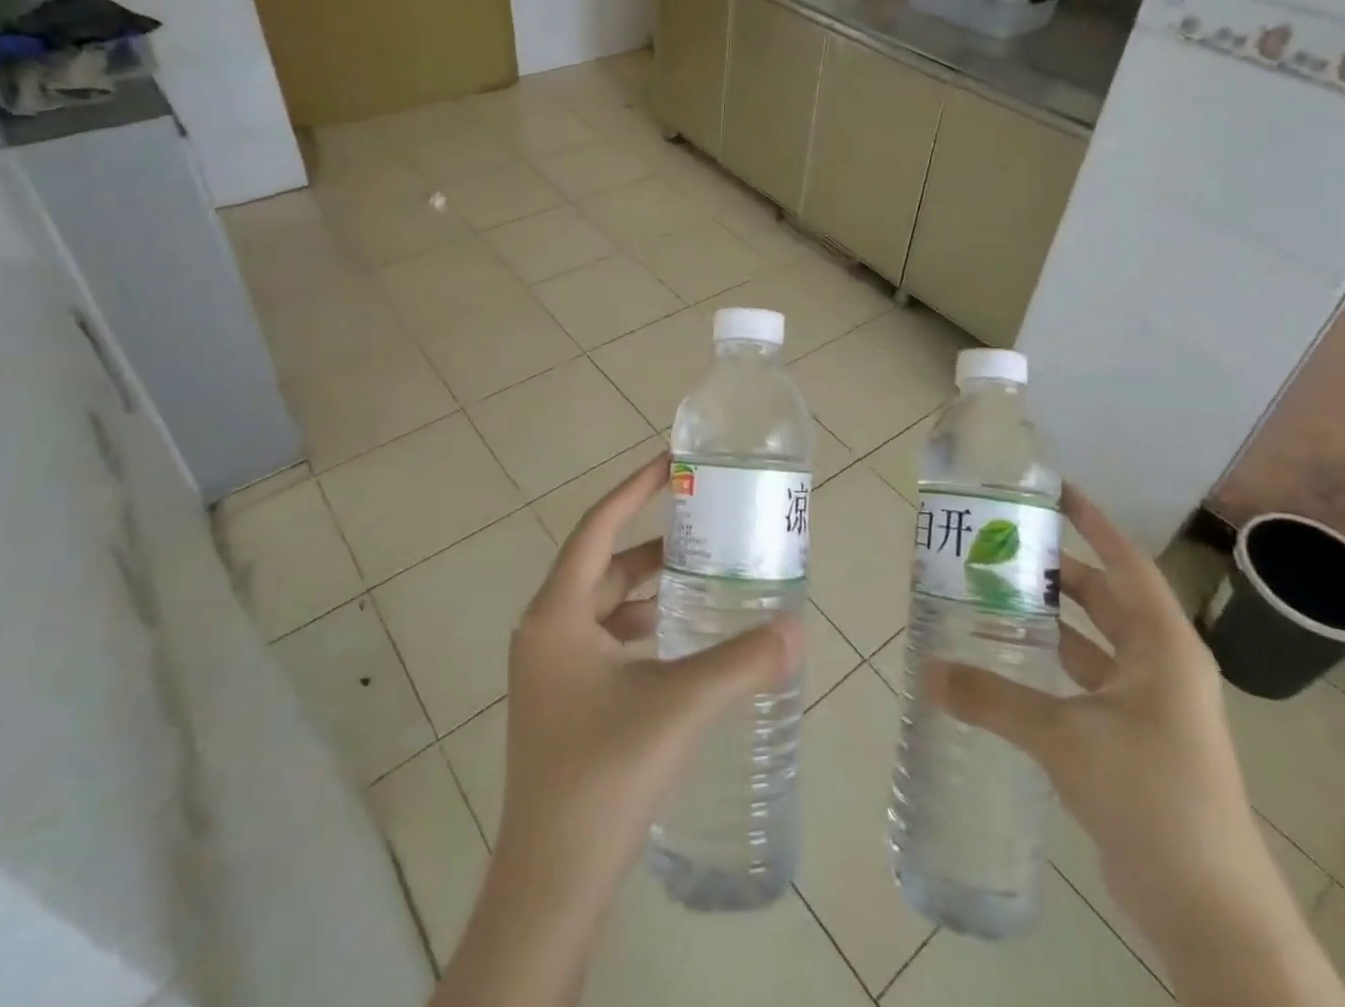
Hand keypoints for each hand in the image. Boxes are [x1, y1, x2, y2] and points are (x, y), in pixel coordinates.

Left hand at [497, 451, 801, 897]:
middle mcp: (546, 631)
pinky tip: (680, 640)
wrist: (551, 883)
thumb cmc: (603, 775)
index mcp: (556, 615)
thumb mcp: (678, 706)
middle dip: (656, 546)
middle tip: (708, 529)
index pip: (598, 527)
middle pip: (605, 566)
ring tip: (705, 578)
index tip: (672, 461)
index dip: (635, 489)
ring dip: (650, 589)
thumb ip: (741, 661)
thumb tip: (798, 626)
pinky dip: (642, 628)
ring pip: (606, 606)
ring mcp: (551, 669)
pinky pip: (605, 640)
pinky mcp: (562, 701)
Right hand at [924, 489, 1344, 1006]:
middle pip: (1105, 598)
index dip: (1093, 523)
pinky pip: (1087, 682)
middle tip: (1002, 547)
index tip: (1053, 490)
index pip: (1126, 562)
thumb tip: (927, 672)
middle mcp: (1160, 665)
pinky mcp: (1135, 739)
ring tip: (995, 596)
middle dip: (1059, 571)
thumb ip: (994, 699)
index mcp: (1162, 646)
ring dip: (1052, 620)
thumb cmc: (1151, 796)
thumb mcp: (1064, 739)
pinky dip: (1053, 666)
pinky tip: (1011, 664)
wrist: (1210, 909)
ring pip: (1094, 641)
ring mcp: (1150, 705)